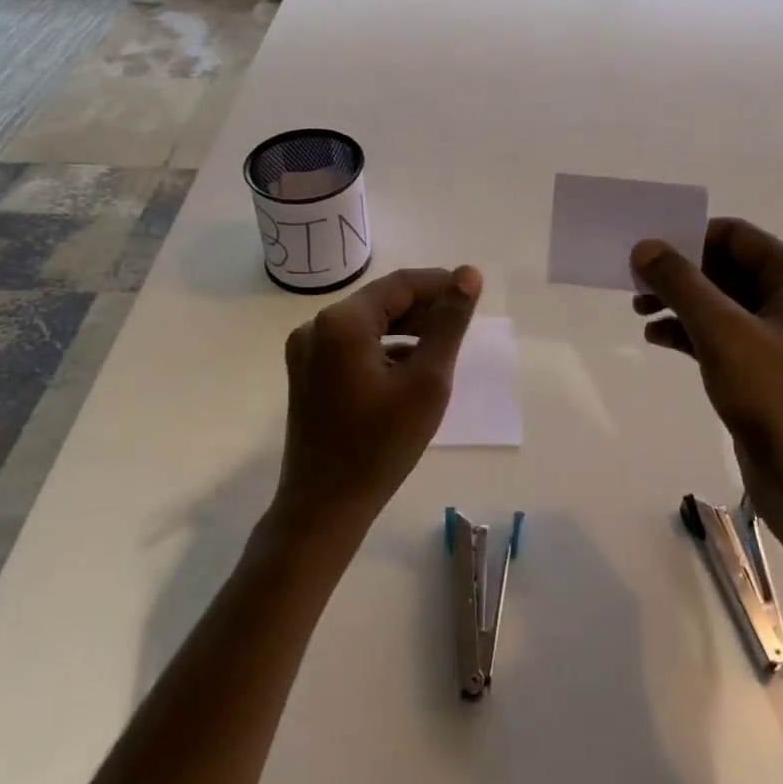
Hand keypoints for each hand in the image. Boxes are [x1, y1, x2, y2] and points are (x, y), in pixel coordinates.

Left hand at [278, 266, 482, 527]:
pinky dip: (385, 347)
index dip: (441, 284)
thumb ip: (449, 322)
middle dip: (425, 307)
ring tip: (443, 345)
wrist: (324, 509)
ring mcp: (307, 351)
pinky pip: (354, 344)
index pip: (401, 284)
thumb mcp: (427, 381)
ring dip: (407, 327)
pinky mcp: (308, 373)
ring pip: (369, 323)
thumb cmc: (381, 446)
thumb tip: (469, 274)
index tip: (475, 294)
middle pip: (382, 301)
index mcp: (342, 321)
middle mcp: (317, 326)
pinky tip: (411, 367)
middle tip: (464, 324)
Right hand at [631, 220, 782, 547]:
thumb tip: (643, 247)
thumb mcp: (723, 331)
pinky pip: (721, 335)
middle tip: (634, 284)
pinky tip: (656, 338)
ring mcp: (780, 336)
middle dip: (680, 274)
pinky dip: (689, 332)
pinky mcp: (764, 369)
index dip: (689, 239)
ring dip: (679, 302)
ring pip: (720, 302)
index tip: (646, 252)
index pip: (736, 236)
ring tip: (639, 312)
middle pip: (726, 268)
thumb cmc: (776, 394)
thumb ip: (681, 283)